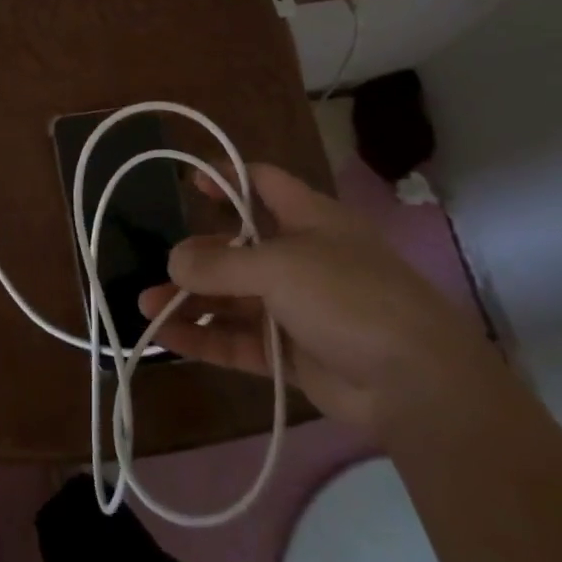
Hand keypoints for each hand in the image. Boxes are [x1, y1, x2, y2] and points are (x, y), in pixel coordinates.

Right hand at [137, 163, 492, 435]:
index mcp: (310, 219)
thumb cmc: (348, 296)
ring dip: (192, 300)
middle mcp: (303, 258)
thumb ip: (220, 265)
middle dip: (199, 256)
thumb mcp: (278, 267)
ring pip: (234, 298)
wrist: (415, 383)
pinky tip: (167, 337)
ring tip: (146, 306)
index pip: (263, 183)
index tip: (189, 183)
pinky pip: (240, 340)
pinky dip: (205, 338)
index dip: (227, 177)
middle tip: (164, 267)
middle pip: (239, 247)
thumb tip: (173, 262)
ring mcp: (298, 308)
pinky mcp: (294, 353)